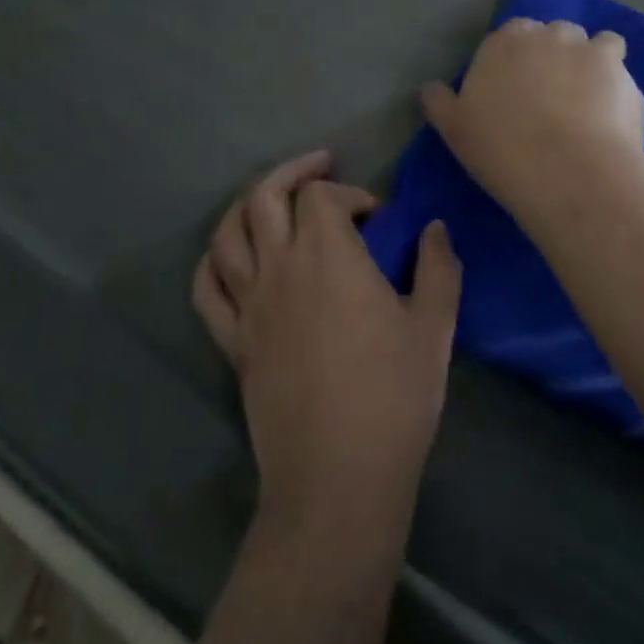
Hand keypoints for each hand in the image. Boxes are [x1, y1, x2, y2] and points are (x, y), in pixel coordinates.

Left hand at [193, 151, 461, 532]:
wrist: (337, 475)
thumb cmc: (394, 397)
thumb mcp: (433, 327)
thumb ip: (437, 267)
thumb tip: (434, 229)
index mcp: (328, 257)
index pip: (322, 196)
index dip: (350, 193)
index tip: (378, 219)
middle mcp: (279, 268)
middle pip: (265, 196)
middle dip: (294, 173)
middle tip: (321, 167)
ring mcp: (248, 305)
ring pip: (228, 233)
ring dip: (248, 205)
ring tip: (273, 202)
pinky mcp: (233, 341)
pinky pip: (207, 288)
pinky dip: (214, 261)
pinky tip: (231, 257)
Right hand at [422, 18, 643, 226]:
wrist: (567, 171)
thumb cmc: (501, 150)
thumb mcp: (454, 130)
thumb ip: (440, 102)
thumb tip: (429, 88)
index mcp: (503, 42)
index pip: (510, 35)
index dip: (514, 60)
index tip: (514, 89)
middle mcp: (546, 34)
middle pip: (552, 35)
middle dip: (552, 56)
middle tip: (550, 96)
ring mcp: (587, 48)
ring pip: (590, 43)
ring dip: (587, 61)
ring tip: (586, 100)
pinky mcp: (620, 70)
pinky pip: (618, 63)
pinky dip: (614, 79)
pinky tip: (610, 108)